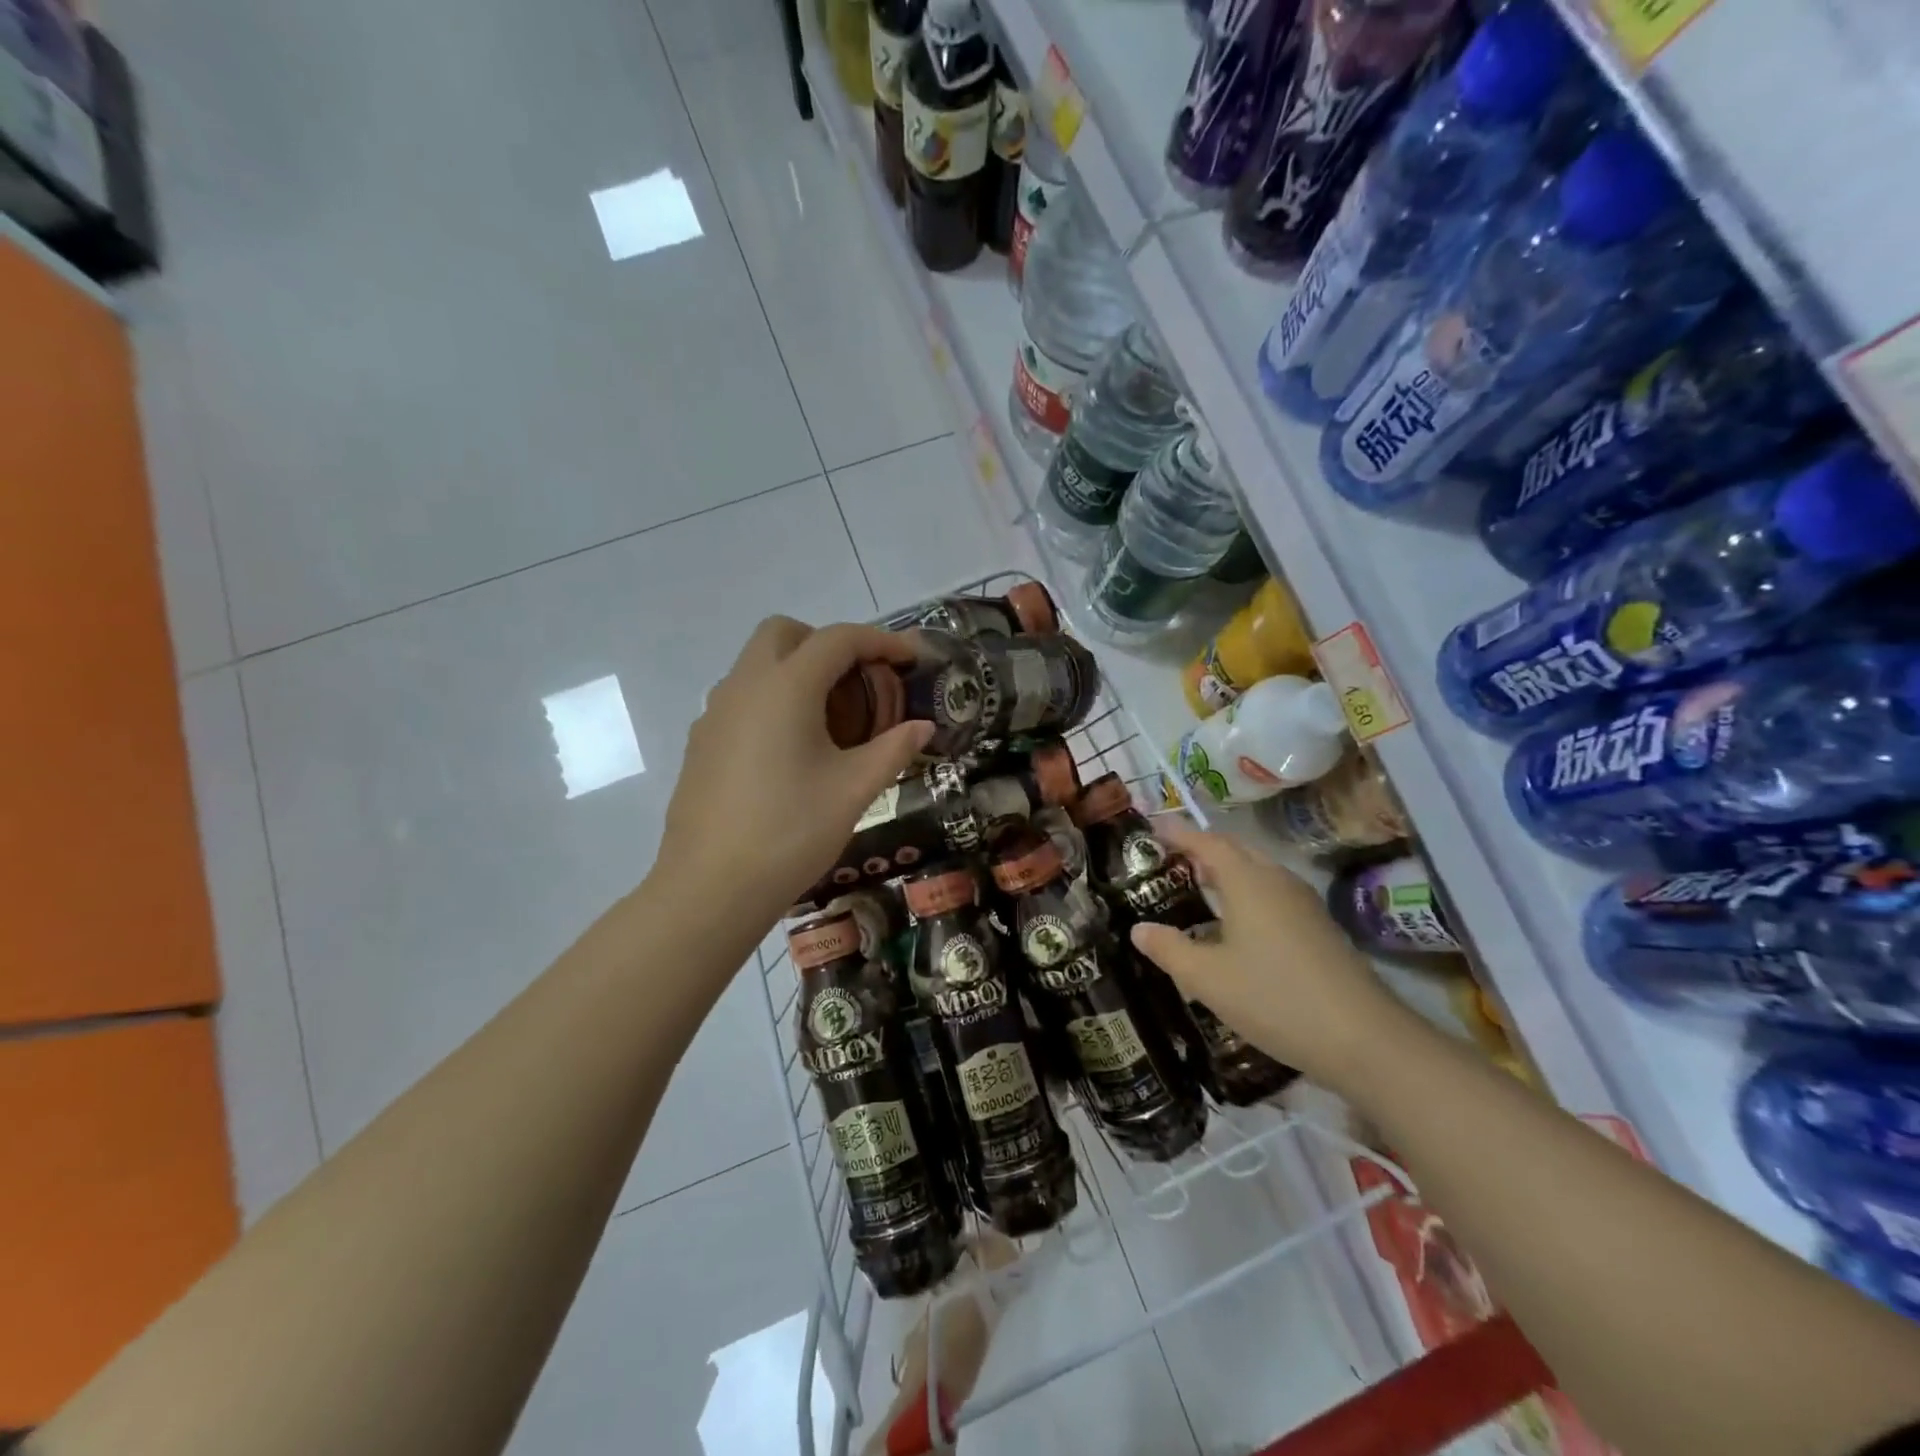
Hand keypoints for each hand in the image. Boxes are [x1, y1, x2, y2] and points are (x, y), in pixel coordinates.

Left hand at [659, 617, 933, 924]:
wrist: (711, 887)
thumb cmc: (791, 832)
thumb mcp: (854, 790)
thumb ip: (893, 749)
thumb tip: (923, 728)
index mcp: (785, 687)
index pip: (838, 639)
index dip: (880, 641)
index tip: (910, 658)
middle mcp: (744, 685)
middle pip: (785, 633)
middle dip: (828, 643)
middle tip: (860, 681)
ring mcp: (715, 712)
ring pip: (757, 663)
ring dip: (797, 670)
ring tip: (830, 719)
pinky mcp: (701, 741)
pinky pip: (741, 697)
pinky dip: (772, 699)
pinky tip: (790, 750)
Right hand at [1128, 819, 1407, 1092]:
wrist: (1363, 1039)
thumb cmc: (1274, 998)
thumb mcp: (1207, 978)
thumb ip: (1169, 949)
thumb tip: (1139, 929)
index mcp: (1247, 881)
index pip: (1207, 842)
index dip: (1178, 833)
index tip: (1152, 827)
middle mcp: (1277, 881)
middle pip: (1236, 850)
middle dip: (1202, 848)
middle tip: (1170, 858)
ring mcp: (1304, 904)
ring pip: (1258, 872)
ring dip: (1226, 871)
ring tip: (1197, 886)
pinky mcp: (1319, 928)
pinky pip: (1272, 893)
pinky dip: (1246, 893)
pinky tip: (1236, 925)